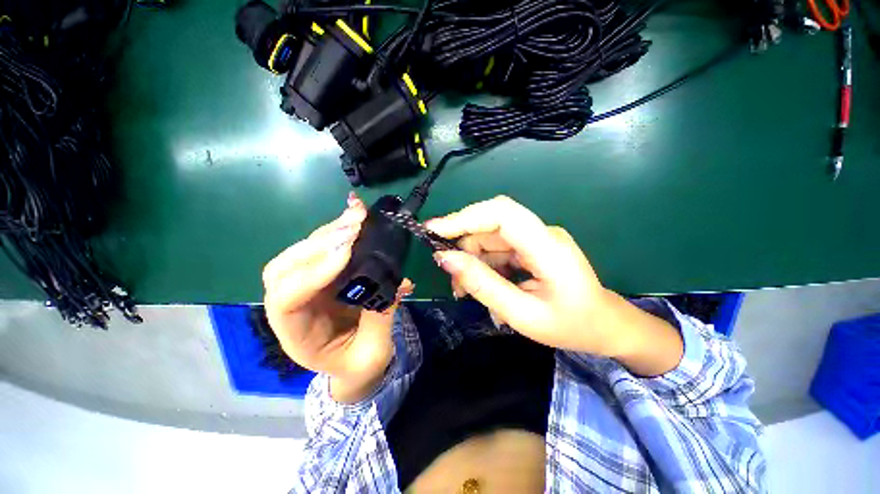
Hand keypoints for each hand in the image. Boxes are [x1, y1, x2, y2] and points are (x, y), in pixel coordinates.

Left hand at [263, 193, 412, 401]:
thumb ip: (379, 317)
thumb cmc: (360, 363)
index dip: (314, 273)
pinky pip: (322, 248)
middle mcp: (292, 306)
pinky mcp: (322, 274)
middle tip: (354, 225)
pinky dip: (337, 230)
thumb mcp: (374, 351)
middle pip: (286, 268)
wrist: (354, 362)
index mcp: (297, 335)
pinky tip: (355, 218)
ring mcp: (306, 286)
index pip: (286, 300)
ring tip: (357, 215)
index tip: (348, 252)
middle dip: (320, 244)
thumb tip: (394, 281)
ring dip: (330, 231)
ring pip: (302, 252)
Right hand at [427, 196, 682, 374]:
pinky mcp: (531, 248)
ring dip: (471, 259)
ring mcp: (536, 239)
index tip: (433, 230)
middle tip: (450, 276)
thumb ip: (482, 285)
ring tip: (463, 290)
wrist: (606, 327)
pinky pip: (497, 249)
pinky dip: (482, 264)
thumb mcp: (522, 314)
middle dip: (464, 246)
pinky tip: (479, 285)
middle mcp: (541, 234)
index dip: (464, 217)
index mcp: (547, 247)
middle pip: (490, 225)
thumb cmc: (571, 326)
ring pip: (490, 238)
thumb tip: (445, 259)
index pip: (501, 214)